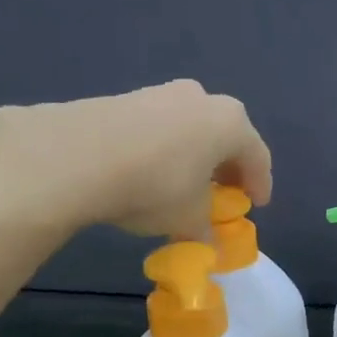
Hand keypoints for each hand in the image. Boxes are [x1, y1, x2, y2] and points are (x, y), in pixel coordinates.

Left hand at [0, 81, 270, 241]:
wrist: (76, 155)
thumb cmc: (155, 186)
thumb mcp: (188, 220)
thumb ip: (206, 230)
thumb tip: (209, 243)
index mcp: (231, 124)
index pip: (257, 157)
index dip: (259, 184)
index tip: (255, 205)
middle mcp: (202, 99)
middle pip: (224, 137)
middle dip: (225, 167)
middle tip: (222, 193)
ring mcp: (162, 93)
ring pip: (189, 129)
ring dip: (192, 156)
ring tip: (182, 184)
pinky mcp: (125, 98)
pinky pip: (157, 127)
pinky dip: (161, 149)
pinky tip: (146, 172)